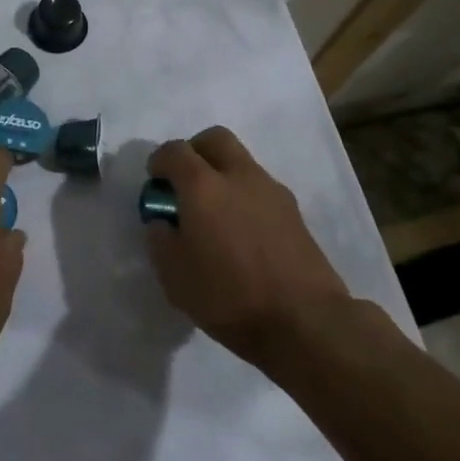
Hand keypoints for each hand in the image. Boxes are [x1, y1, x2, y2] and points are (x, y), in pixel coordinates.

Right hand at [145, 128, 351, 363]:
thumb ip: (160, 239)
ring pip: (241, 161)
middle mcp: (239, 176)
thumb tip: (163, 220)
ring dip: (222, 173)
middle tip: (185, 184)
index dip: (159, 163)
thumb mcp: (174, 277)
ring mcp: (271, 190)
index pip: (175, 151)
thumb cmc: (229, 298)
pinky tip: (242, 231)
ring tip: (215, 214)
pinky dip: (244, 195)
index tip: (155, 184)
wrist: (304, 321)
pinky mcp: (293, 210)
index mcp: (203, 186)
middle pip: (214, 139)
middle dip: (194, 152)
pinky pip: (260, 187)